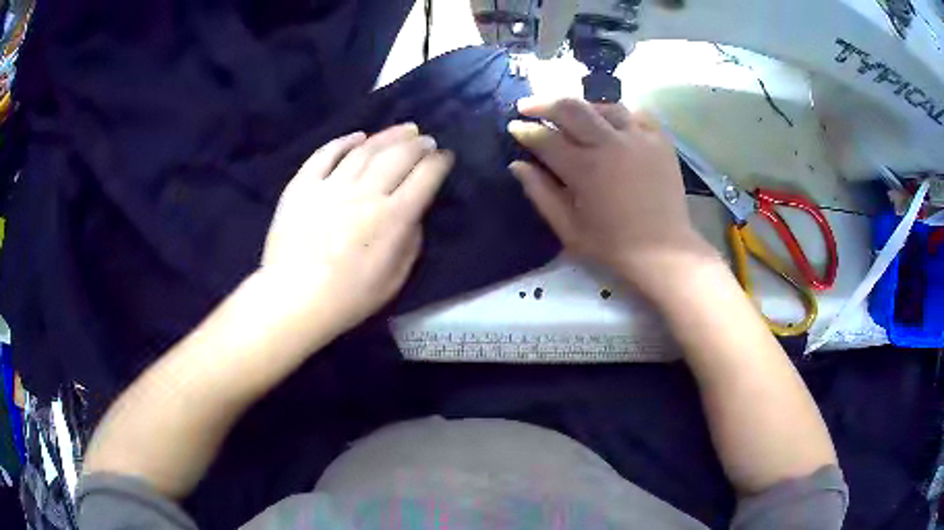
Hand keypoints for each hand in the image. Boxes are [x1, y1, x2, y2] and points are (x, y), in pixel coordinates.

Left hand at [260, 125, 453, 344]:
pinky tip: (357, 136)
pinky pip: (325, 155)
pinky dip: (343, 142)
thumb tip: (413, 215)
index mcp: (393, 218)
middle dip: (418, 144)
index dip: (439, 163)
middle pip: (398, 156)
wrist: (294, 299)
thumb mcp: (394, 280)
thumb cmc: (348, 298)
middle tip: (425, 139)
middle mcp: (366, 193)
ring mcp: (331, 185)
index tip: (445, 156)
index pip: (425, 178)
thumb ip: (411, 243)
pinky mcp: (303, 185)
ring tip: (402, 129)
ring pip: (365, 150)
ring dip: (388, 136)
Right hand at [508, 97, 716, 295]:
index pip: (546, 138)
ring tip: (572, 114)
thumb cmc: (613, 246)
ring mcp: (639, 138)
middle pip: (571, 108)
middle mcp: (611, 144)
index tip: (514, 127)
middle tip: (528, 107)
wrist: (664, 252)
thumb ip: (541, 194)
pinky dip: (618, 115)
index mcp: (585, 169)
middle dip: (543, 103)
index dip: (525, 130)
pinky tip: (611, 123)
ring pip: (604, 105)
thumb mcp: (569, 229)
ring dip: (582, 106)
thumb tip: (517, 164)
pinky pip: (635, 114)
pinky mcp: (660, 140)